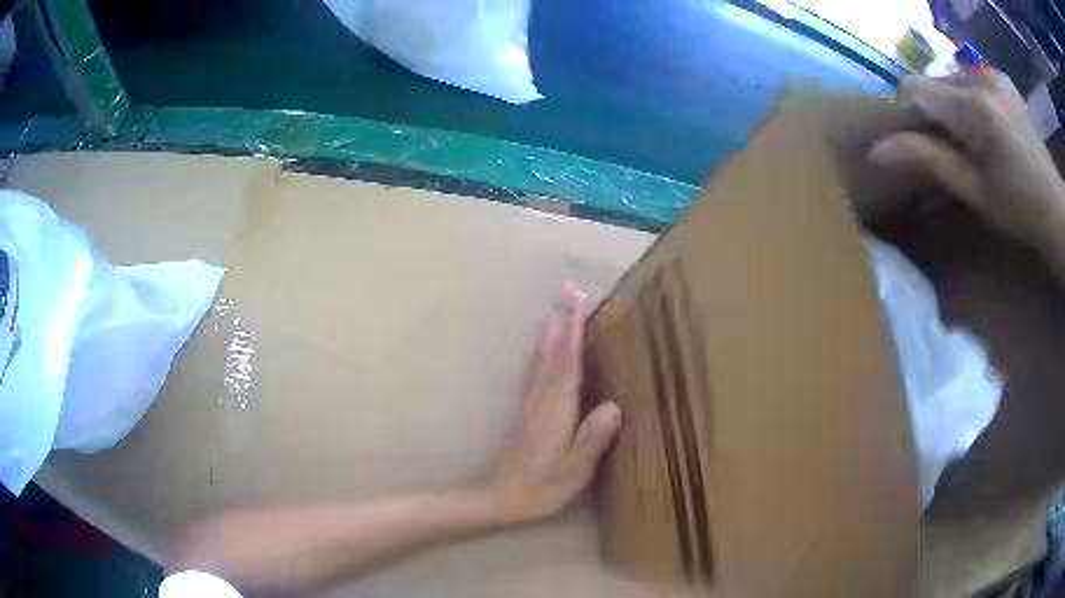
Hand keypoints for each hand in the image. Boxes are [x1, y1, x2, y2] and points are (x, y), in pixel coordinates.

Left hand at [489, 282, 622, 522]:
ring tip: (559, 307)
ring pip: (544, 357)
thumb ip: (593, 440)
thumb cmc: (544, 487)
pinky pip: (538, 370)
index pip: (568, 361)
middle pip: (554, 350)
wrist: (504, 497)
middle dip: (563, 318)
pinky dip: (544, 350)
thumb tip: (615, 407)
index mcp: (557, 408)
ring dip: (552, 329)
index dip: (574, 329)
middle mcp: (543, 398)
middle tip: (569, 289)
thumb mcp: (574, 470)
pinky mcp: (529, 410)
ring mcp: (534, 402)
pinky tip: (544, 347)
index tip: (579, 300)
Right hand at [868, 75, 1064, 251]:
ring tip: (970, 141)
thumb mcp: (976, 192)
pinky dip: (969, 99)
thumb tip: (876, 150)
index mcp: (975, 108)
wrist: (1057, 210)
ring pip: (952, 79)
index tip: (914, 145)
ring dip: (951, 106)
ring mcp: (994, 75)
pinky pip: (972, 79)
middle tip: (947, 150)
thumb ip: (929, 161)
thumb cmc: (1020, 211)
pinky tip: (985, 127)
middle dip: (931, 112)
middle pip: (935, 82)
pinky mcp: (1003, 78)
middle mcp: (981, 78)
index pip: (916, 90)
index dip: (906, 114)